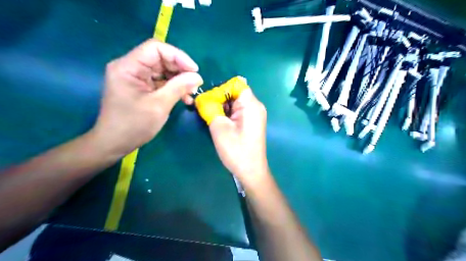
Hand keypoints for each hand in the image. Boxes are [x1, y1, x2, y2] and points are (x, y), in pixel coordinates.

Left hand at [91, 39, 201, 157]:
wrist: (115, 143)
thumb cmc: (133, 125)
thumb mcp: (159, 105)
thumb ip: (179, 87)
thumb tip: (197, 77)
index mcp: (128, 67)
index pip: (156, 48)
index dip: (178, 56)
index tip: (194, 71)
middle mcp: (131, 68)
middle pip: (160, 59)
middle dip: (180, 70)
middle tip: (195, 84)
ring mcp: (136, 78)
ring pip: (163, 71)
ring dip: (179, 81)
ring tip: (191, 93)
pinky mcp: (141, 87)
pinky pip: (161, 82)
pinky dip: (173, 88)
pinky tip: (184, 98)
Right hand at [210, 87, 266, 182]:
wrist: (251, 171)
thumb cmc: (236, 150)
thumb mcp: (219, 127)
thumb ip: (210, 108)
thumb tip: (202, 98)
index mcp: (251, 104)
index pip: (236, 84)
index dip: (221, 89)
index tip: (209, 101)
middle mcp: (255, 106)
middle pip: (235, 93)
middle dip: (220, 99)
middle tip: (207, 111)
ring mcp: (254, 115)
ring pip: (235, 103)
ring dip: (222, 107)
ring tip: (212, 118)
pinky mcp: (251, 122)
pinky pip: (238, 111)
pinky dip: (227, 114)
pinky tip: (220, 123)